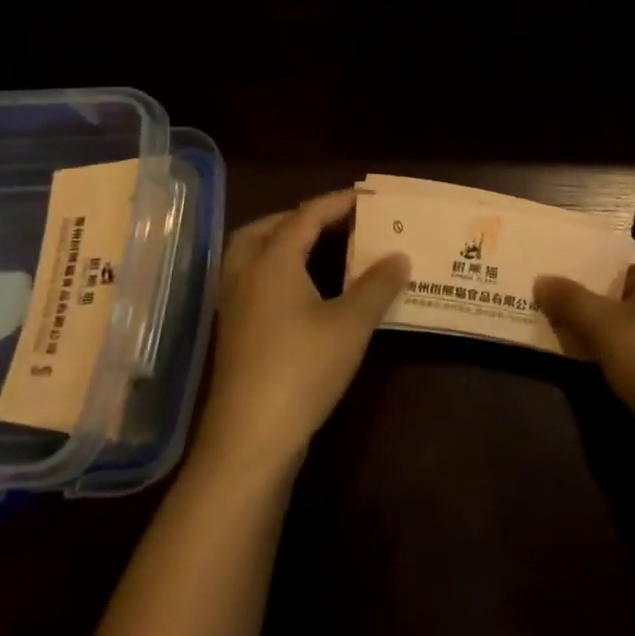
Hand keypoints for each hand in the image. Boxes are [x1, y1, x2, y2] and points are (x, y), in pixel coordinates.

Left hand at [192, 189, 408, 474]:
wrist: (251, 438)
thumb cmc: (303, 369)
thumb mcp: (351, 324)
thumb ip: (378, 285)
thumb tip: (400, 256)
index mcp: (272, 262)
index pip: (305, 216)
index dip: (337, 203)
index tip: (367, 198)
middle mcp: (245, 275)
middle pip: (266, 229)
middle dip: (300, 218)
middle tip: (335, 221)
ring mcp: (234, 305)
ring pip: (252, 255)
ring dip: (283, 243)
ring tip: (319, 249)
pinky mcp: (234, 332)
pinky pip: (252, 280)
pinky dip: (276, 270)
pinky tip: (303, 291)